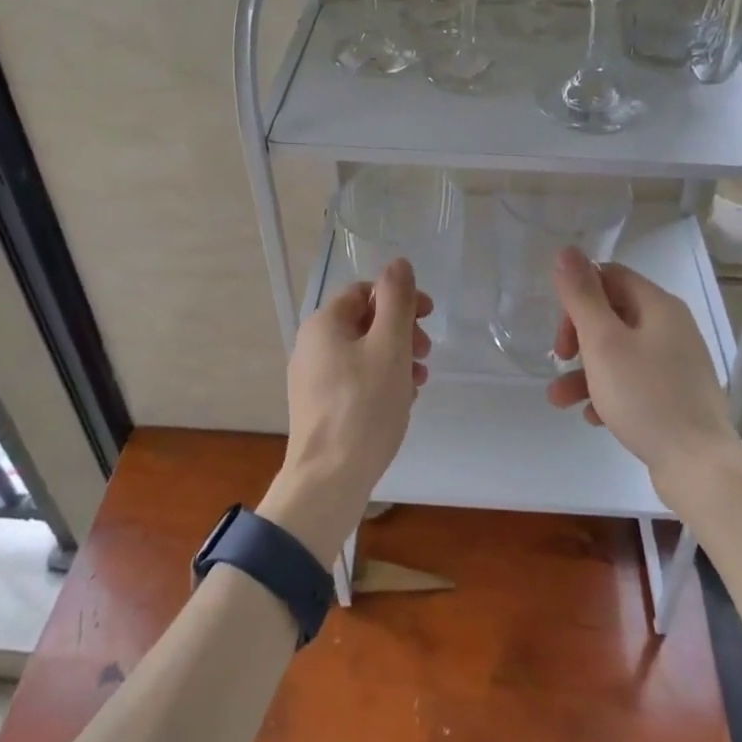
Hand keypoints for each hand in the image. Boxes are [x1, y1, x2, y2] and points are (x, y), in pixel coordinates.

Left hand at [259, 260, 432, 561]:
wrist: (329, 478)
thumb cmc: (364, 406)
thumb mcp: (390, 346)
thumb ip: (397, 301)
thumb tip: (398, 262)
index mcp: (324, 324)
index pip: (365, 292)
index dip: (400, 298)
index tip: (430, 317)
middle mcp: (311, 345)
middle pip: (364, 322)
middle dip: (401, 331)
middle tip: (427, 354)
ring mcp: (312, 379)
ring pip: (362, 353)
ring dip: (396, 358)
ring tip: (419, 382)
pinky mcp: (319, 407)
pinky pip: (354, 380)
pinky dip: (381, 382)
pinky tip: (401, 403)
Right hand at [545, 247, 740, 510]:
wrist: (699, 466)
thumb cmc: (646, 397)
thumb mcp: (604, 342)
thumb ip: (582, 296)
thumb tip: (566, 250)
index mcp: (658, 306)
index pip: (610, 276)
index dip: (578, 296)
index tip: (561, 329)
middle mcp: (671, 327)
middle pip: (613, 314)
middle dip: (578, 336)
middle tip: (560, 359)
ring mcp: (677, 363)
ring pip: (620, 353)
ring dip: (585, 371)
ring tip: (559, 400)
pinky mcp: (677, 395)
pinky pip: (634, 381)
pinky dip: (609, 392)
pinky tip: (594, 417)